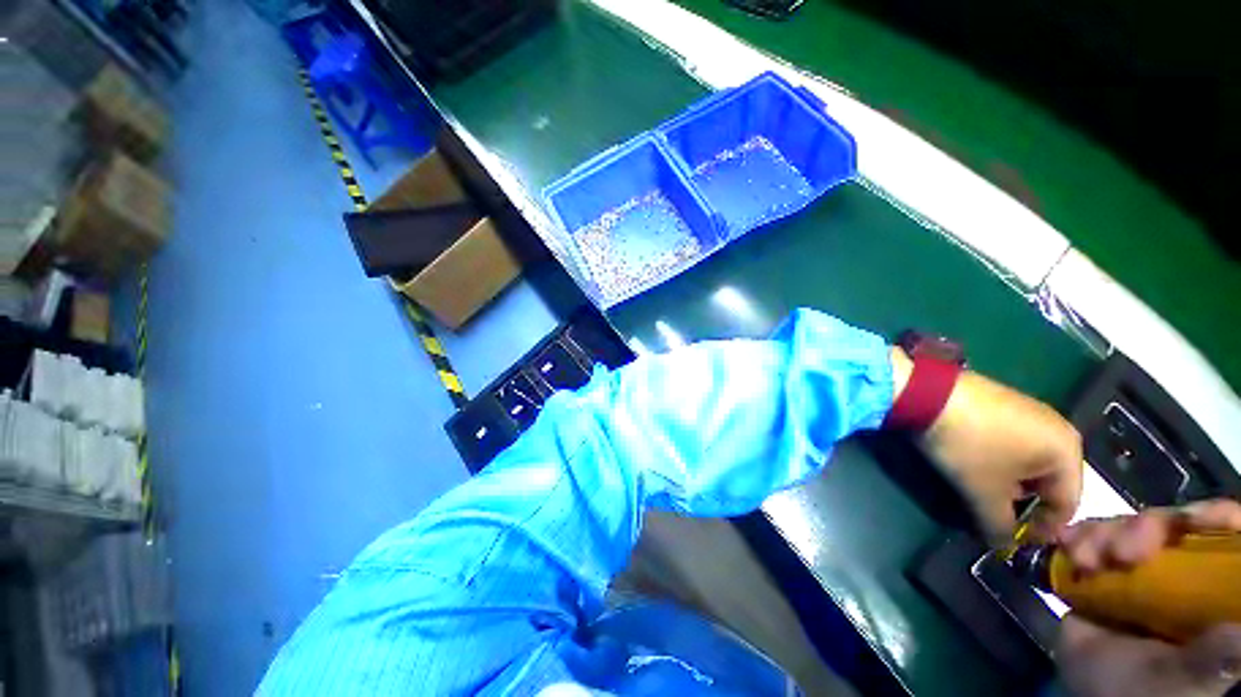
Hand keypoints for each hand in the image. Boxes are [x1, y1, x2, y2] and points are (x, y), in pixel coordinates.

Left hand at [891, 349, 1083, 543]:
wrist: (926, 392)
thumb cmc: (969, 445)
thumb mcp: (984, 492)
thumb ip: (998, 525)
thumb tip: (1001, 547)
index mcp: (1068, 451)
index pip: (1067, 504)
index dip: (1042, 529)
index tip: (1016, 543)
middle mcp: (1058, 428)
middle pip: (1049, 482)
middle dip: (1024, 505)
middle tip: (997, 518)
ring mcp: (1030, 412)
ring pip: (1028, 462)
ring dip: (1009, 483)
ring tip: (982, 492)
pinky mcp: (1002, 403)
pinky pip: (1011, 443)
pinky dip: (998, 461)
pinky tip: (974, 464)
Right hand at [1055, 500, 1240, 696]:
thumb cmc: (1152, 691)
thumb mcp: (1193, 676)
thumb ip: (1220, 652)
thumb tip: (1237, 626)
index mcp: (1209, 586)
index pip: (1223, 533)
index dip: (1212, 516)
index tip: (1194, 519)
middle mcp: (1179, 569)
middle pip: (1171, 524)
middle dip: (1145, 527)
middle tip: (1123, 552)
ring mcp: (1137, 571)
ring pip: (1128, 526)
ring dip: (1105, 533)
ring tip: (1086, 559)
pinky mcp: (1099, 572)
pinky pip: (1089, 536)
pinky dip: (1077, 535)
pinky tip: (1068, 548)